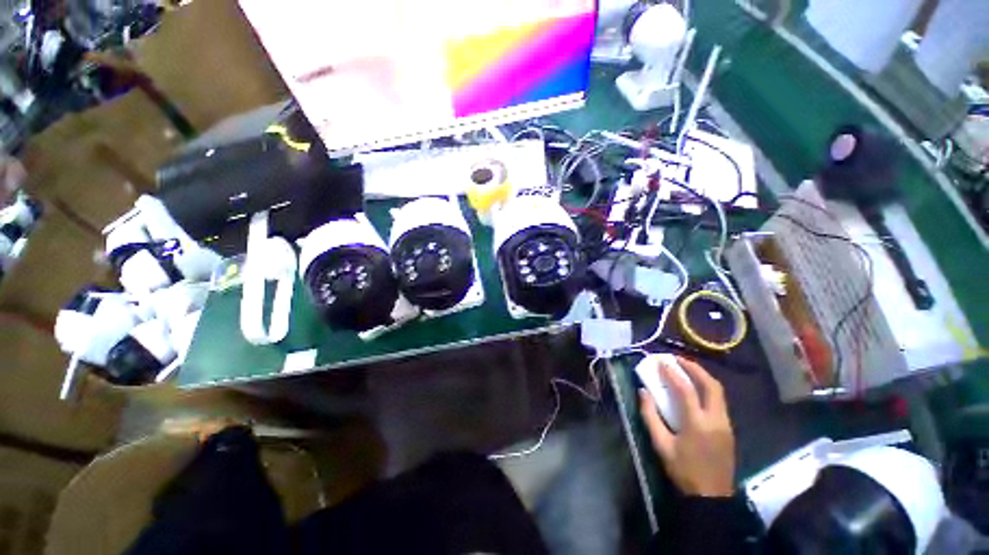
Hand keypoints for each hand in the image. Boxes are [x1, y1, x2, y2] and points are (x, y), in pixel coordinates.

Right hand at [638, 356, 734, 496]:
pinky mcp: (729, 429)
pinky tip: (696, 388)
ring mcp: (726, 424)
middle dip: (694, 368)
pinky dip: (707, 388)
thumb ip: (650, 416)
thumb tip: (643, 391)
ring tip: (686, 368)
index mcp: (697, 424)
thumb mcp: (661, 445)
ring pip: (719, 392)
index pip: (686, 390)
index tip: (661, 361)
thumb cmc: (683, 471)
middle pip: (711, 385)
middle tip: (678, 359)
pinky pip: (719, 401)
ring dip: (702, 376)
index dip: (672, 373)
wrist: (711, 497)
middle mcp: (716, 420)